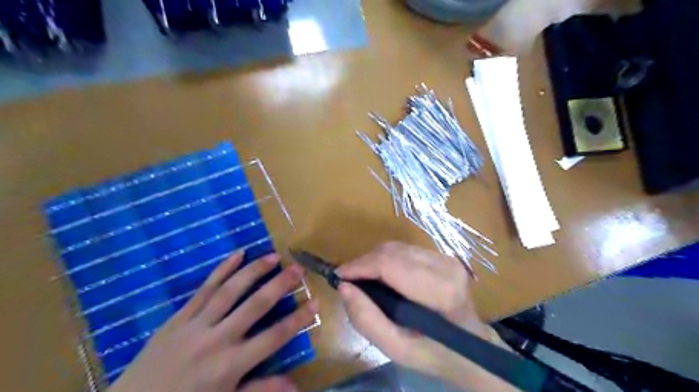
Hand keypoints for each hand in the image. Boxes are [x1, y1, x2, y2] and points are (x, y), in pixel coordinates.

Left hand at [111, 251, 317, 391]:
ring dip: (254, 271)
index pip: (274, 337)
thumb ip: (260, 390)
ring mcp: (196, 324)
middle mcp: (217, 339)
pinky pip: (204, 289)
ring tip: (273, 256)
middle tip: (297, 269)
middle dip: (279, 285)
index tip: (316, 302)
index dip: (298, 320)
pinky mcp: (179, 317)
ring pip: (230, 290)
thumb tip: (295, 386)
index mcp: (230, 365)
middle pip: (255, 306)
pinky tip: (237, 254)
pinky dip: (221, 270)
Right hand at [336, 242, 521, 391]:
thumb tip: (344, 287)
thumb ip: (367, 319)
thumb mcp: (396, 348)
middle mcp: (445, 267)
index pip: (390, 264)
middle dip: (364, 262)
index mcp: (439, 291)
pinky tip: (382, 275)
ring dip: (374, 259)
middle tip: (349, 279)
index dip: (360, 266)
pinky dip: (387, 258)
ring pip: (397, 247)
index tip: (339, 275)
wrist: (470, 347)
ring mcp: (446, 258)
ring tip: (363, 278)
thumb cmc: (434, 352)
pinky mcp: (443, 256)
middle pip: (392, 251)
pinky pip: (406, 249)